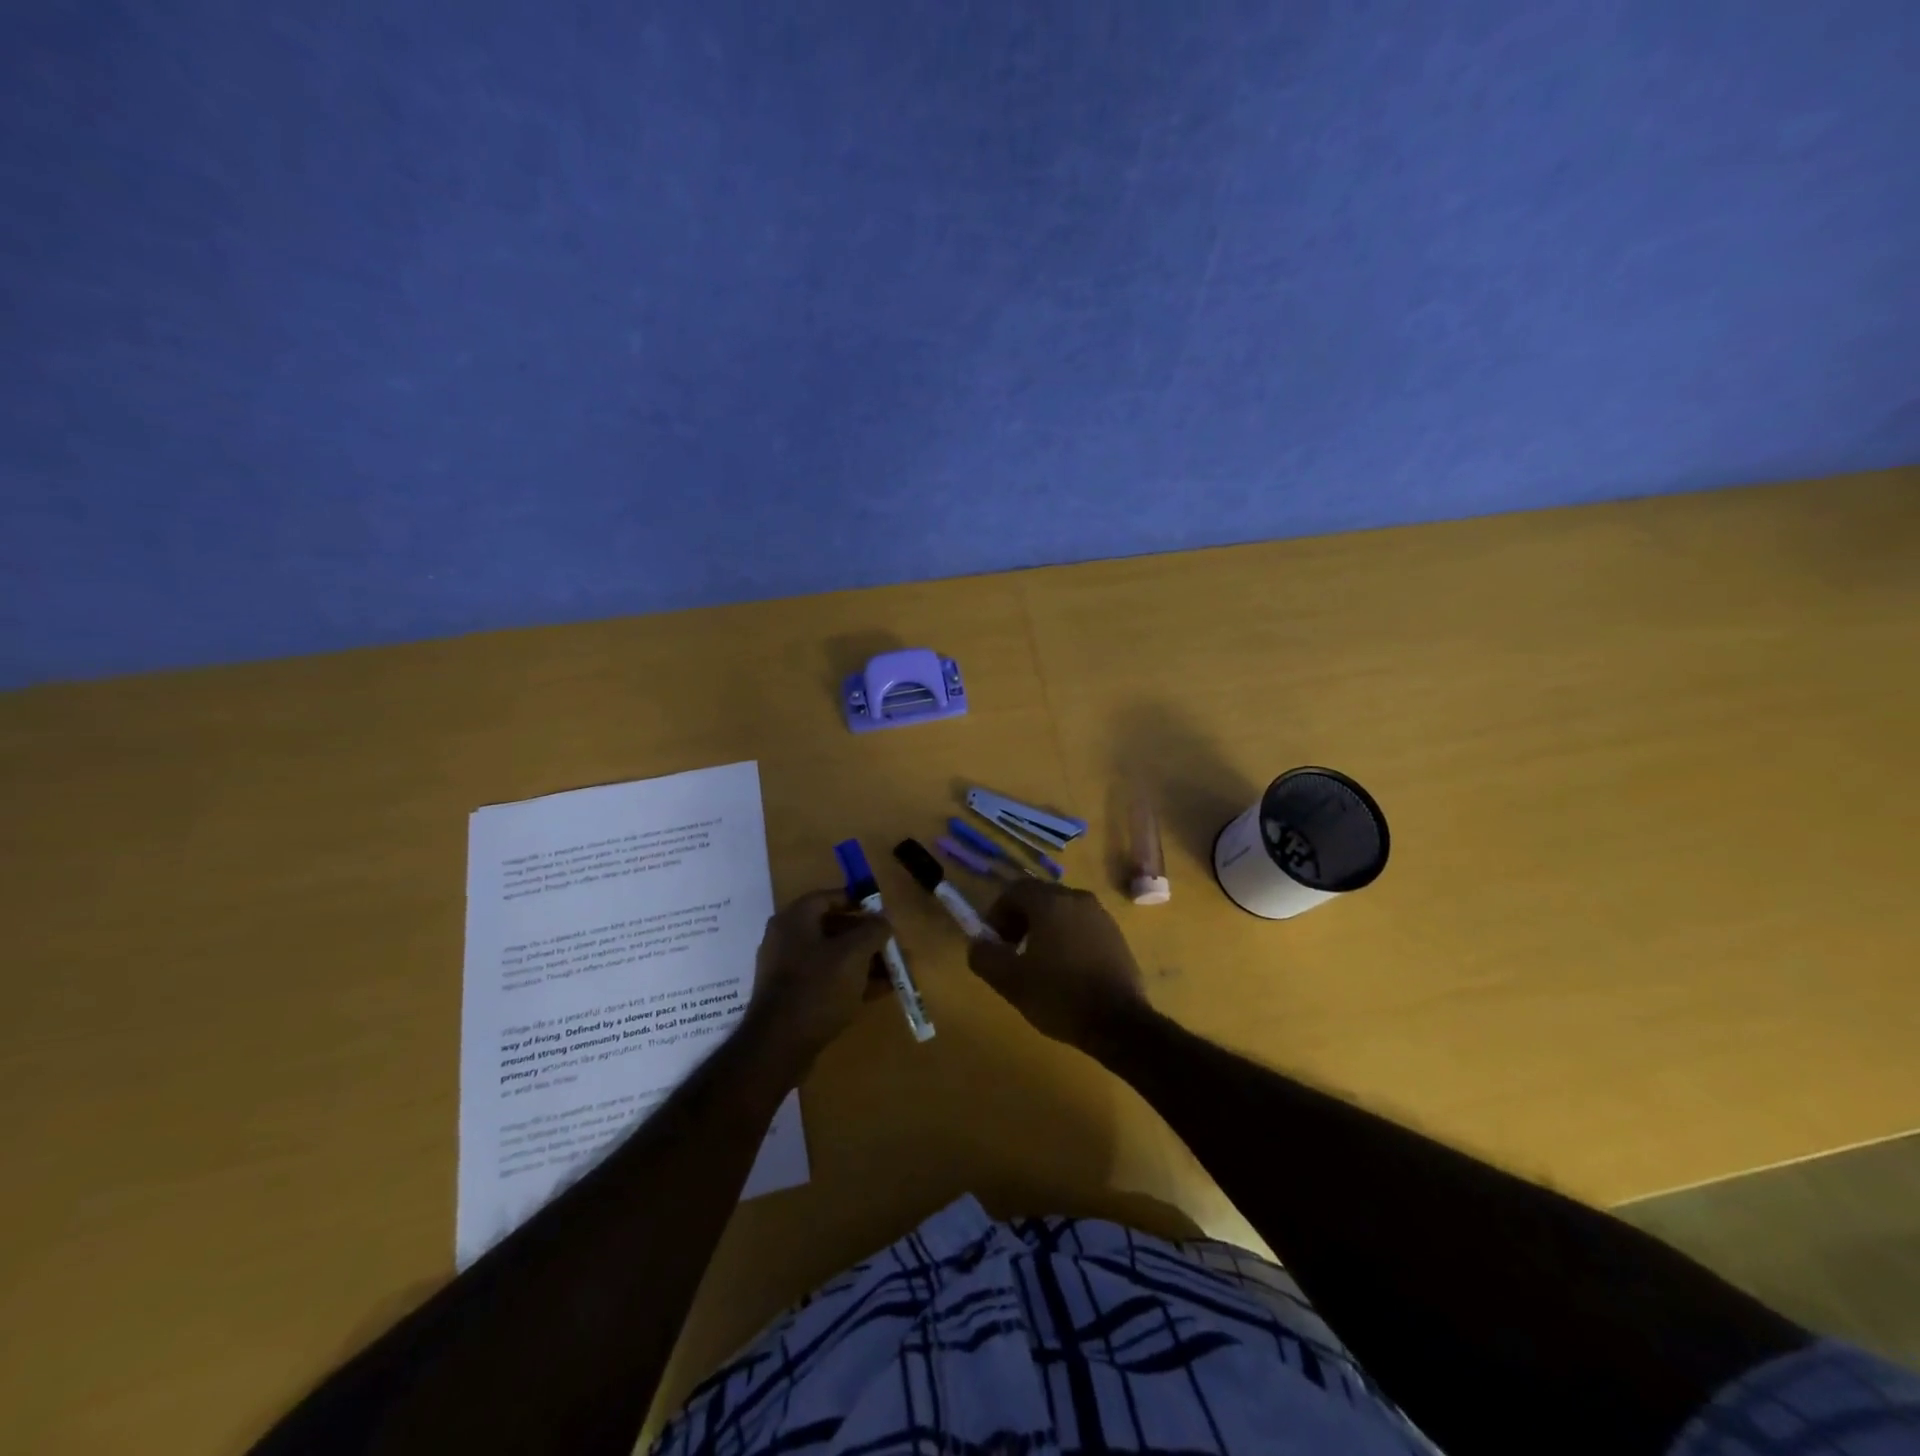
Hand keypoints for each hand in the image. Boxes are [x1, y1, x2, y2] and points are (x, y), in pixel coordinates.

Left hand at [747, 890, 895, 1067]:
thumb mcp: (853, 954)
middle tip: (891, 945)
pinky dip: (851, 981)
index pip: (829, 897)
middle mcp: (787, 939)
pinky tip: (879, 990)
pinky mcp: (792, 997)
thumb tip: (883, 919)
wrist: (778, 1046)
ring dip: (863, 961)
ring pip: (833, 957)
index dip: (857, 901)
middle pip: (833, 928)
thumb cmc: (817, 987)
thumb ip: (873, 930)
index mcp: (795, 919)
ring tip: (894, 971)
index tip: (882, 913)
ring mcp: (787, 970)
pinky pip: (827, 979)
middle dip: (866, 936)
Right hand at [967, 881, 1150, 1051]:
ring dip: (1043, 929)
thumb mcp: (1010, 981)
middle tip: (1011, 952)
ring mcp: (1101, 916)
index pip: (1015, 890)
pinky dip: (1066, 938)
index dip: (997, 913)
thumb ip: (985, 956)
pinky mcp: (1116, 935)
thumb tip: (978, 943)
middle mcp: (1077, 899)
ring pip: (1061, 911)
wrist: (1119, 1023)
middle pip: (1039, 897)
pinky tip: (1066, 970)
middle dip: (1019, 920)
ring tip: (1038, 963)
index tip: (993, 942)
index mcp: (1051, 902)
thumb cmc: (1059, 996)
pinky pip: (1081, 926)